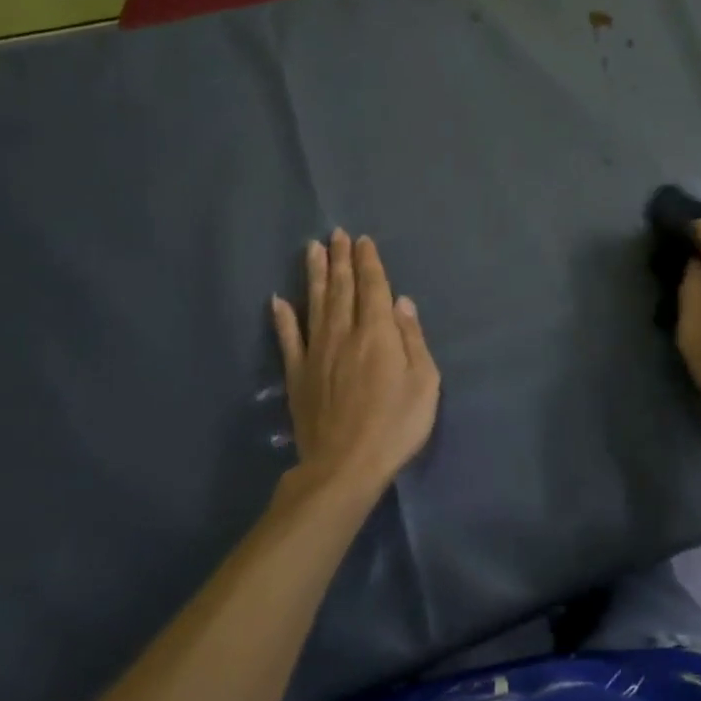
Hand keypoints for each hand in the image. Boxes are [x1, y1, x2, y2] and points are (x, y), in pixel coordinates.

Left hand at [271, 230, 440, 495]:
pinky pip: (288, 339)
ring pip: (314, 304)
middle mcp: (344, 333)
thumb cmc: (395, 425)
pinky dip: (282, 318)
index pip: (373, 288)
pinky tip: (277, 300)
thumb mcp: (424, 382)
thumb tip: (402, 302)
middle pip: (342, 288)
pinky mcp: (297, 375)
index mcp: (377, 333)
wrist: (344, 467)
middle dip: (341, 259)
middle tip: (336, 234)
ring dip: (314, 275)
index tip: (363, 240)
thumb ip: (413, 339)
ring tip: (312, 249)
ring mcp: (316, 353)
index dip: (369, 262)